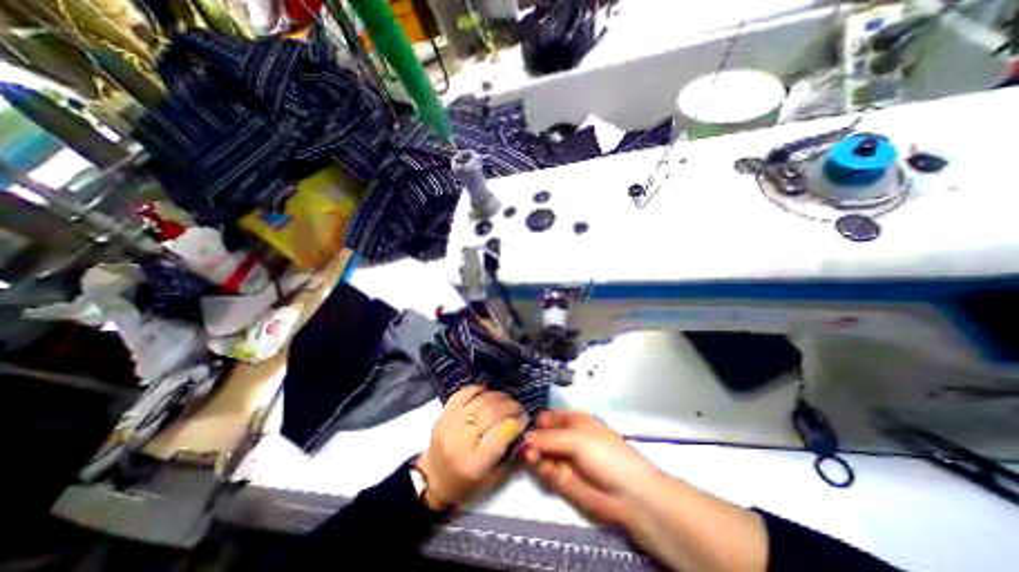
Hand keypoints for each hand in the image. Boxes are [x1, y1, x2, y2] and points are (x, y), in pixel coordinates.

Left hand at [415, 388, 524, 510]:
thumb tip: (521, 430)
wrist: (430, 480)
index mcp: (474, 463)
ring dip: (498, 396)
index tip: (525, 418)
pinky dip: (477, 389)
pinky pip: (462, 394)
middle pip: (490, 414)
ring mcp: (450, 424)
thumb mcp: (490, 481)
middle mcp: (461, 441)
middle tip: (519, 406)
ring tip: (508, 398)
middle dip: (510, 407)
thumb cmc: (463, 485)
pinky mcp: (444, 414)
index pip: (500, 435)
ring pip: (479, 401)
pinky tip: (487, 391)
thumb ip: (508, 456)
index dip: (516, 423)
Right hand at [521, 411, 665, 525]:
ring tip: (529, 454)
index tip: (522, 421)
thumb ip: (550, 438)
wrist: (628, 495)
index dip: (538, 418)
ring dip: (533, 451)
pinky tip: (534, 462)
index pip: (551, 416)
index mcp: (575, 421)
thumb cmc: (606, 455)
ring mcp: (564, 458)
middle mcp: (568, 437)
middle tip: (524, 442)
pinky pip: (545, 468)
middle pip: (544, 433)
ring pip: (542, 451)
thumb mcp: (578, 439)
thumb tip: (526, 436)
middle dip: (533, 436)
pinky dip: (538, 465)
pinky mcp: (561, 479)